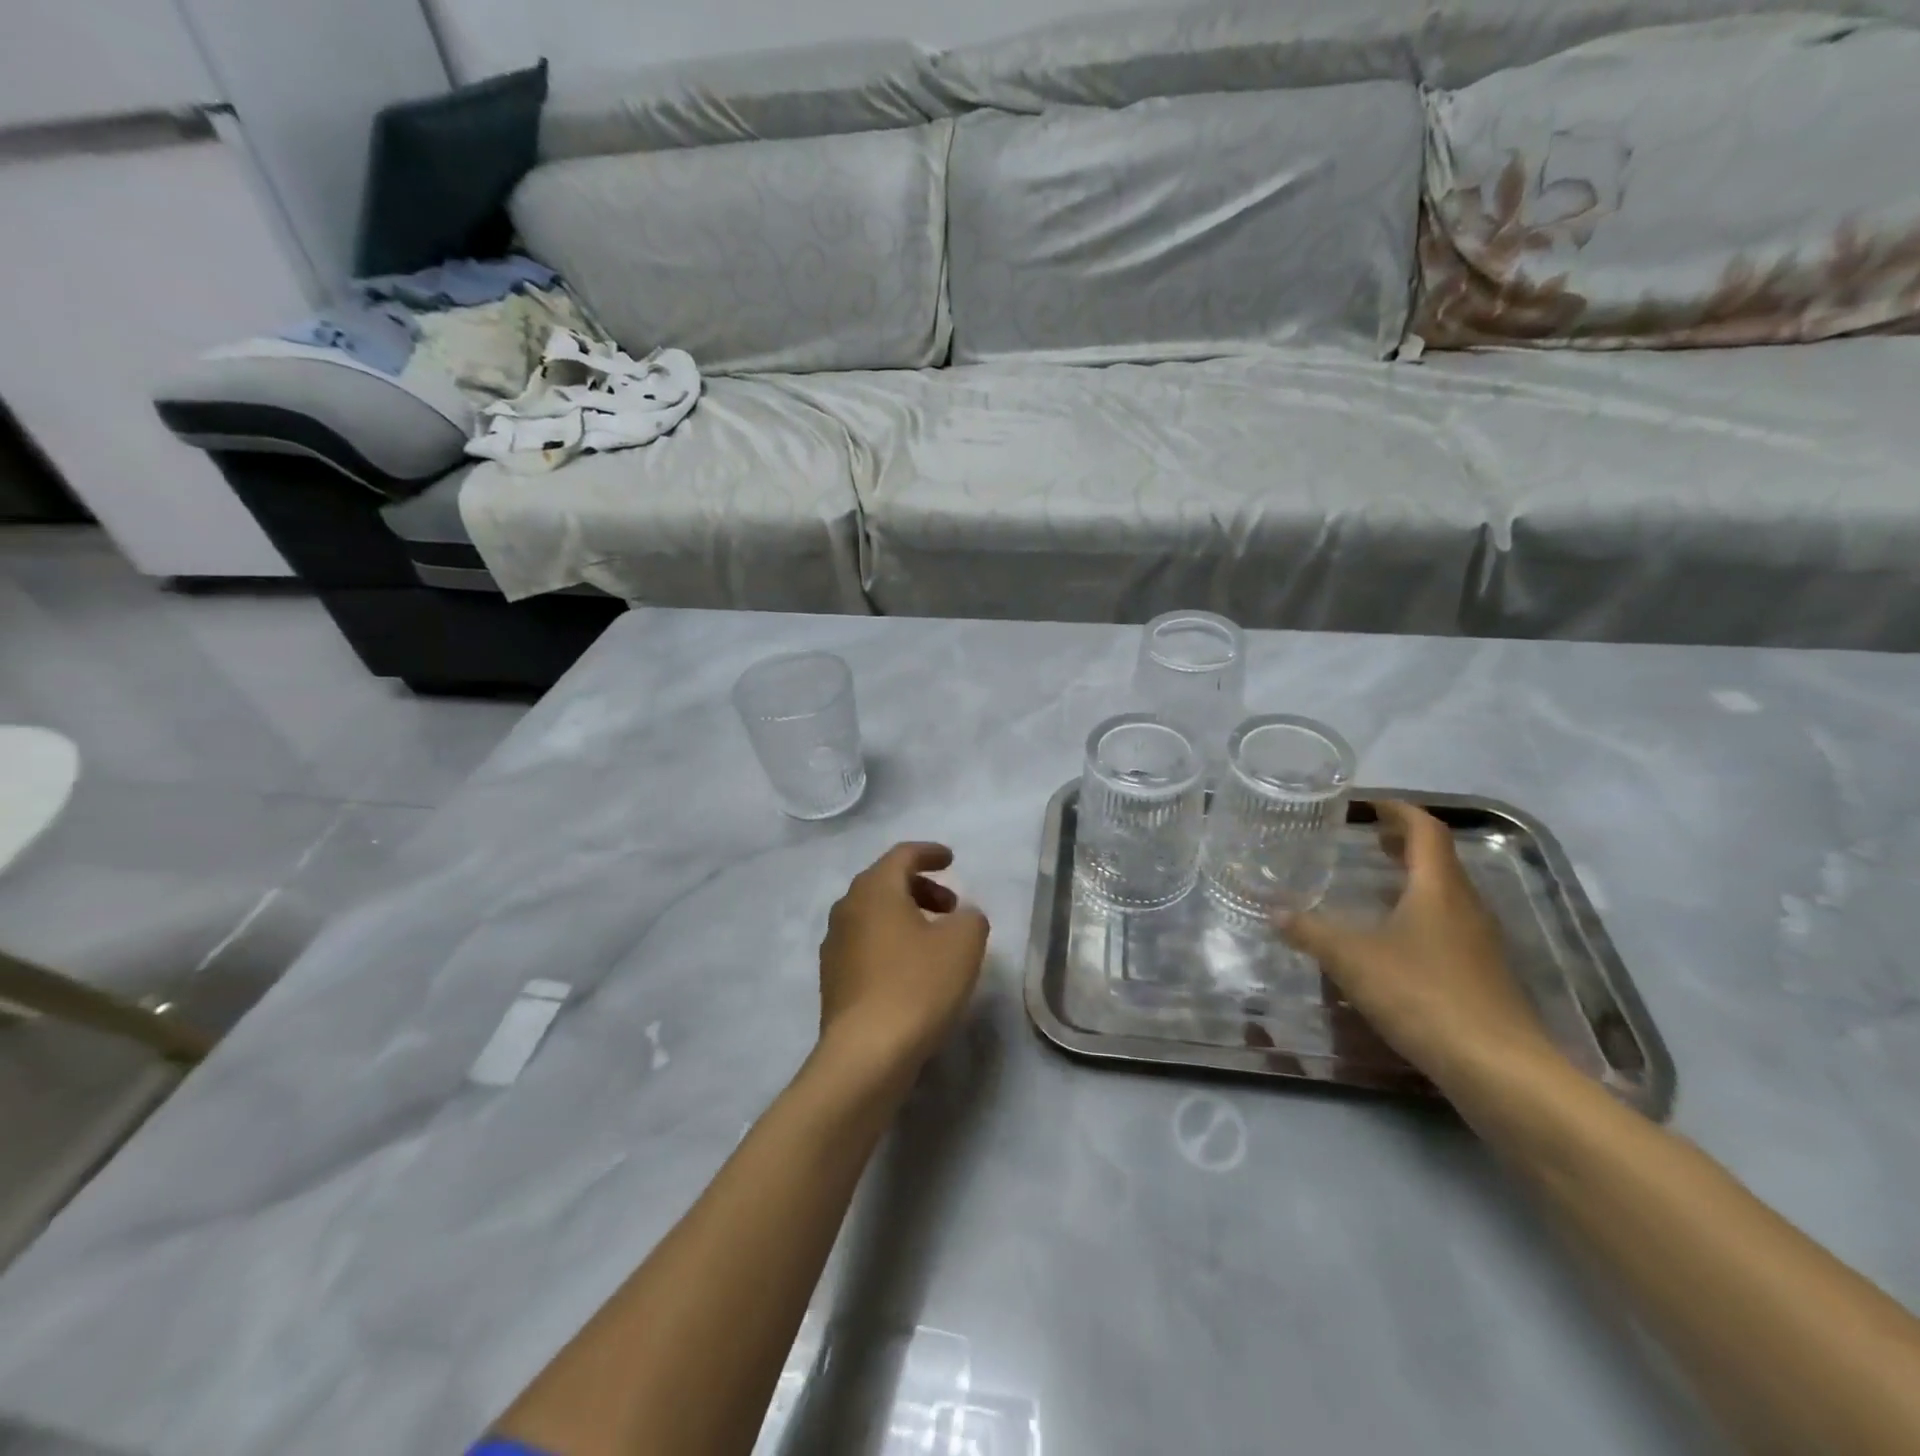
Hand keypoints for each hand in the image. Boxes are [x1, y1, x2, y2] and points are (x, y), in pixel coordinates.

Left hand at [818, 842, 989, 1077]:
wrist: (866, 1053)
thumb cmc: (917, 985)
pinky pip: (865, 943)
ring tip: (935, 939)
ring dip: (905, 916)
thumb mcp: (963, 944)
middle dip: (921, 887)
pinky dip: (890, 942)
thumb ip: (970, 917)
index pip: (903, 855)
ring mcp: (835, 944)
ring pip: (874, 914)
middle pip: (885, 882)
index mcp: (875, 889)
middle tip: (951, 906)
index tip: (951, 860)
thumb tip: (962, 916)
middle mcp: (847, 908)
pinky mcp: (833, 978)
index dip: (930, 853)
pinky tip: (911, 969)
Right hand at [1277, 801, 1561, 1095]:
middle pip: (1439, 860)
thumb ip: (1311, 933)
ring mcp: (1480, 942)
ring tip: (1375, 882)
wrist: (1497, 1068)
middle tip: (1368, 838)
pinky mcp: (1482, 974)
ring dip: (1412, 879)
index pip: (1425, 830)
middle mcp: (1466, 906)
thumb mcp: (1351, 959)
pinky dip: (1420, 914)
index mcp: (1438, 888)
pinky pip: (1448, 925)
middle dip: (1404, 843)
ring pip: (1445, 894)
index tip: (1368, 804)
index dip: (1399, 811)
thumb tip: (1275, 914)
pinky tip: (1393, 939)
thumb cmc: (1421, 995)